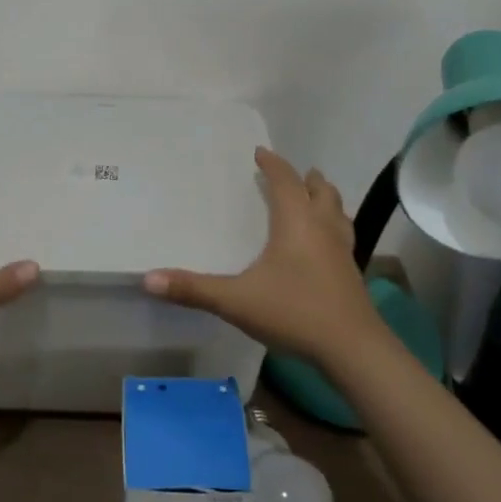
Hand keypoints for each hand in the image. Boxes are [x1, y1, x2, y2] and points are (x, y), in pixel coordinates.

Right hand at [144, 147, 384, 369]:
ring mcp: (342, 251)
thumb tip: (148, 279)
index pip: (285, 181)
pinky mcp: (351, 273)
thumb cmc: (294, 312)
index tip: (260, 152)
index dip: (273, 164)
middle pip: (321, 191)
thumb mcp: (236, 301)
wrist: (353, 349)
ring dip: (325, 200)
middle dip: (306, 179)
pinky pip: (343, 236)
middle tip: (295, 173)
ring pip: (338, 212)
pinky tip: (324, 246)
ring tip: (315, 198)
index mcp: (296, 222)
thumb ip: (193, 289)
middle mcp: (323, 228)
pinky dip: (333, 227)